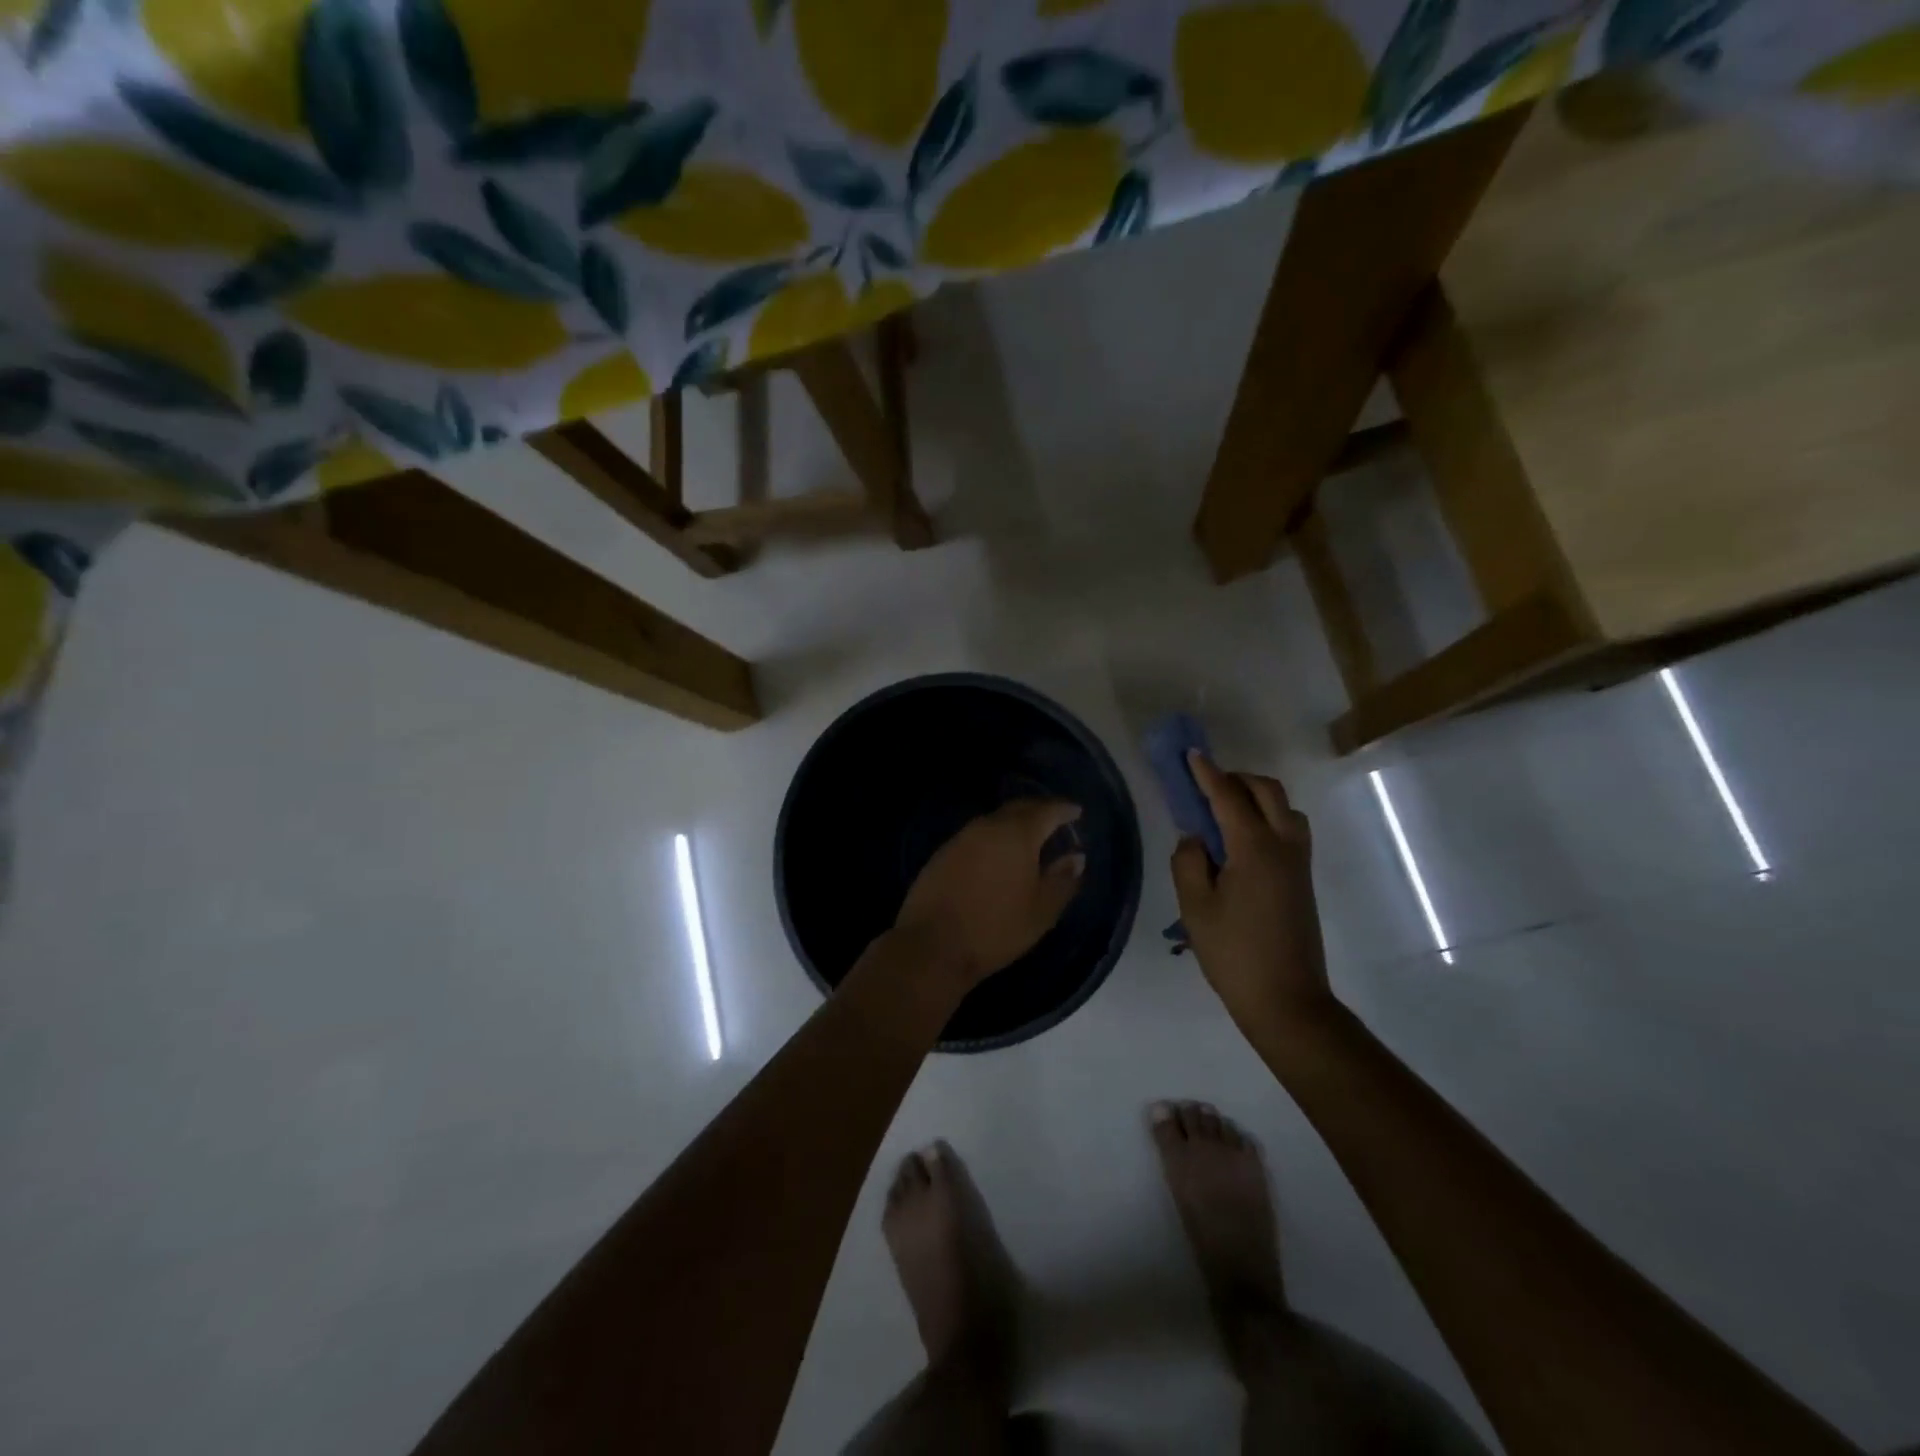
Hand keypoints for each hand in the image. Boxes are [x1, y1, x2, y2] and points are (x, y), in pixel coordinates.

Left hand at [895, 798, 1085, 987]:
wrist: (932, 945)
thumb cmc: (995, 928)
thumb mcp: (1041, 911)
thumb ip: (1062, 880)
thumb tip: (1076, 857)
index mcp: (1017, 834)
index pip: (1047, 810)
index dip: (1065, 809)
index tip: (1077, 812)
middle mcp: (988, 826)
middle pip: (1019, 808)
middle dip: (1039, 810)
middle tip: (1056, 820)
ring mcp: (961, 837)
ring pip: (995, 820)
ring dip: (1015, 824)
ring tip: (1030, 839)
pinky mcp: (943, 852)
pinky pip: (977, 835)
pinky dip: (994, 838)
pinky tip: (998, 855)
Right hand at [1172, 753, 1336, 1040]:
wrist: (1287, 1000)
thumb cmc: (1234, 953)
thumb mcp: (1195, 907)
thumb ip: (1188, 862)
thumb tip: (1196, 839)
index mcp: (1254, 848)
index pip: (1228, 796)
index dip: (1207, 773)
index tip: (1191, 754)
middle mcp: (1283, 845)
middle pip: (1266, 791)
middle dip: (1236, 778)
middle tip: (1205, 784)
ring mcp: (1299, 862)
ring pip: (1284, 807)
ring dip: (1256, 796)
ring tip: (1224, 811)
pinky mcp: (1303, 879)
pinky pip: (1289, 828)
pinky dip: (1268, 816)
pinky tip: (1243, 839)